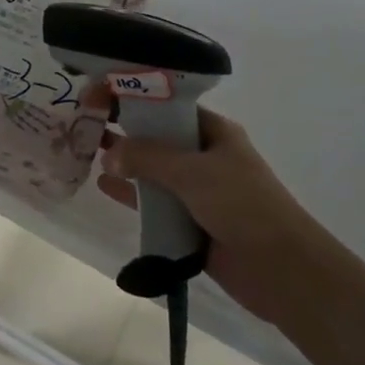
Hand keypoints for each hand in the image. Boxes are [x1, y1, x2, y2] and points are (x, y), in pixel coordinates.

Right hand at [97, 110, 319, 318]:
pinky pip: (154, 202)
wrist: (281, 269)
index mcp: (215, 132)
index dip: (134, 98)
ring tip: (86, 151)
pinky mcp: (190, 221)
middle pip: (158, 137)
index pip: (168, 106)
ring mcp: (198, 190)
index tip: (98, 96)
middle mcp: (205, 156)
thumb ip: (148, 159)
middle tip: (84, 122)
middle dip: (125, 130)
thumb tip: (108, 154)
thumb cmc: (243, 206)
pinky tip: (104, 187)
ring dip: (125, 162)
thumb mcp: (194, 172)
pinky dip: (131, 194)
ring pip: (153, 170)